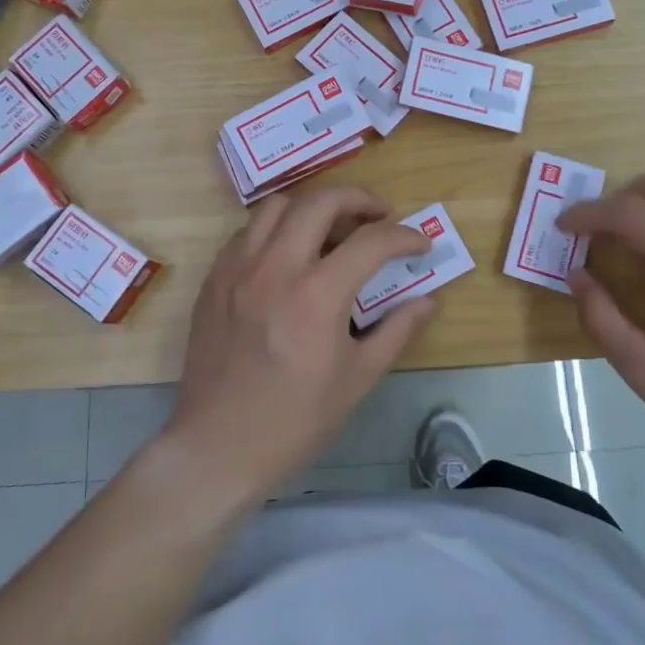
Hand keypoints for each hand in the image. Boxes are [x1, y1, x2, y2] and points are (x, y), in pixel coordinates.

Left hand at [158, 187, 435, 503]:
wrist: (219, 446)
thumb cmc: (295, 420)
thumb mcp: (358, 379)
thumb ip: (397, 330)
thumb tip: (428, 301)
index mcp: (317, 294)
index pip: (371, 241)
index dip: (404, 237)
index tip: (419, 244)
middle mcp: (276, 267)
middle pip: (320, 201)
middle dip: (359, 198)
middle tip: (378, 215)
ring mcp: (238, 268)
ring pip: (277, 205)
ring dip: (312, 207)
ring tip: (330, 230)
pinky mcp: (215, 278)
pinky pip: (248, 231)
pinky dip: (276, 228)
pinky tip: (288, 254)